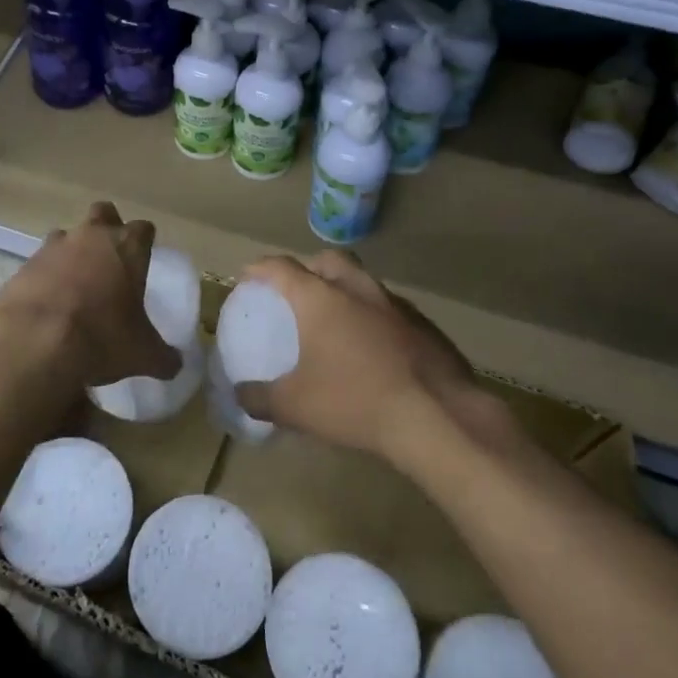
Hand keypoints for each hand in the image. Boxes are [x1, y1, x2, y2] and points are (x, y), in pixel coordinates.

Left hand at [0, 203, 179, 395]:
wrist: (35, 343)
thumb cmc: (102, 338)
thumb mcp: (143, 354)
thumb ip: (163, 356)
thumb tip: (174, 364)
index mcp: (126, 248)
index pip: (144, 229)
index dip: (144, 242)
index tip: (143, 258)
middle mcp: (90, 237)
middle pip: (103, 213)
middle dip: (108, 228)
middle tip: (110, 258)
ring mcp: (53, 248)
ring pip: (66, 235)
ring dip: (72, 252)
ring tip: (75, 285)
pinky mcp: (23, 267)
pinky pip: (39, 264)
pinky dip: (45, 278)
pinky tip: (47, 305)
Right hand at [233, 251, 519, 463]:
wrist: (438, 416)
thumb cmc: (355, 402)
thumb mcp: (295, 407)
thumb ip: (260, 398)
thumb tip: (240, 395)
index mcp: (321, 298)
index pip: (282, 267)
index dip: (260, 268)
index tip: (247, 275)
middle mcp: (357, 289)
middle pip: (329, 260)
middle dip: (309, 268)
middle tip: (297, 290)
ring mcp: (395, 305)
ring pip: (364, 282)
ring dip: (346, 291)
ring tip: (336, 321)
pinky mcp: (424, 326)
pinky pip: (389, 309)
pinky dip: (374, 318)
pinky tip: (373, 348)